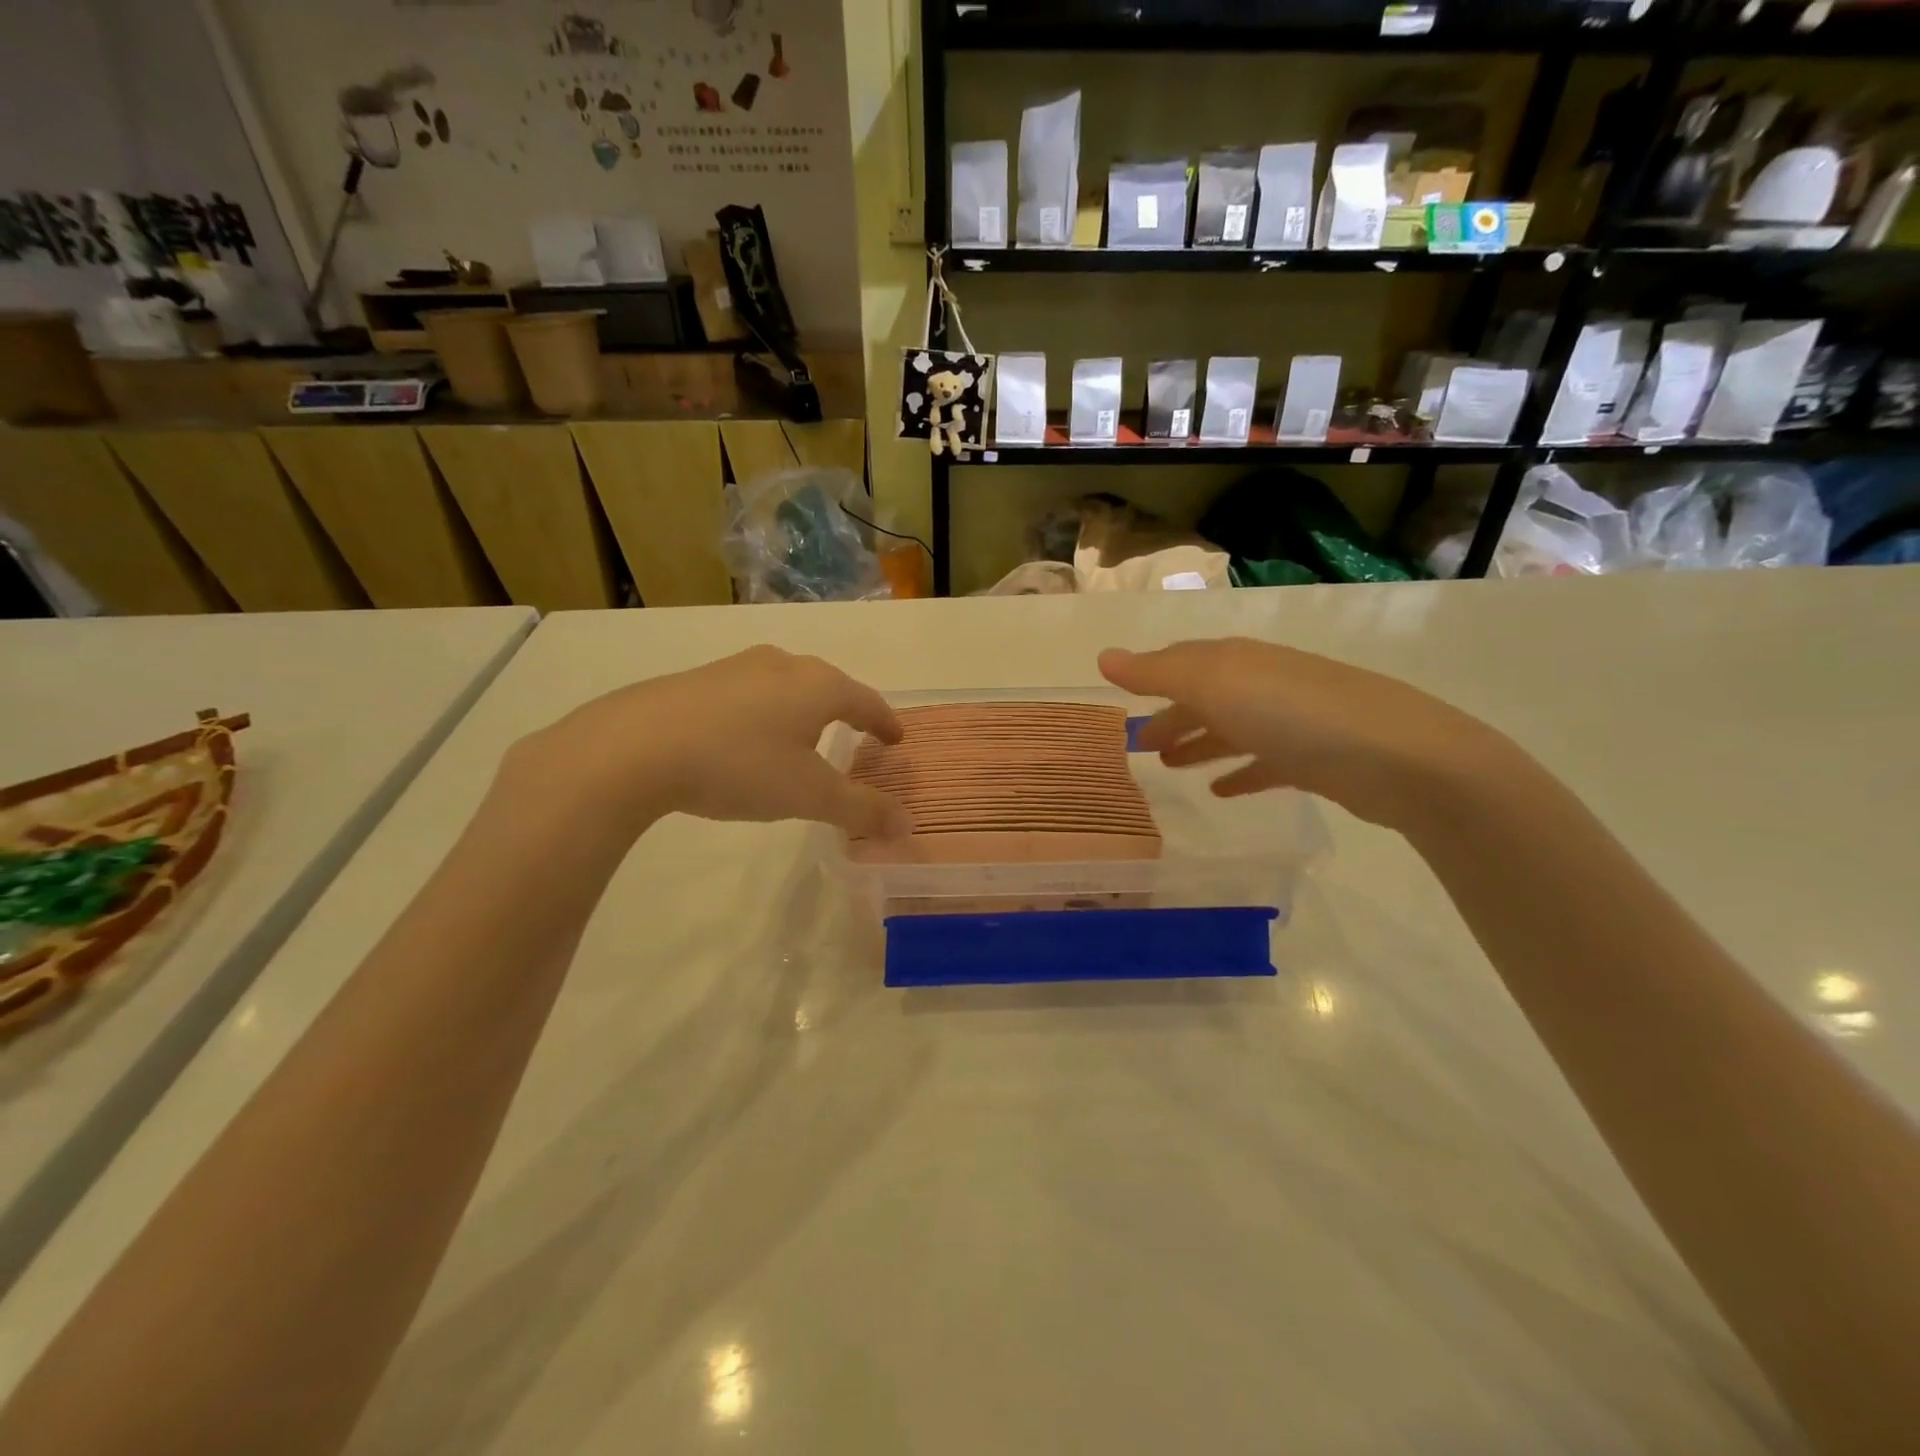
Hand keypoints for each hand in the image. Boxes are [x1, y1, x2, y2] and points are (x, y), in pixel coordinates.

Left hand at [508, 646, 911, 839]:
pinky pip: (749, 693)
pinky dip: (764, 713)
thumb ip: (861, 809)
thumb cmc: (740, 765)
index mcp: (818, 685)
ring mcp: (736, 667)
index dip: (885, 722)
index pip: (866, 701)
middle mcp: (782, 664)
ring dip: (802, 710)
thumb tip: (908, 825)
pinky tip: (747, 737)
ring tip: (803, 736)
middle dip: (845, 711)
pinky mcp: (698, 679)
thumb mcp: (808, 794)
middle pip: (827, 686)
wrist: (635, 746)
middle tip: (856, 735)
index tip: (896, 738)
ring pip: (785, 685)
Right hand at [1099, 638, 1505, 830]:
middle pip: (1205, 697)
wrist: (1399, 758)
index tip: (1122, 699)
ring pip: (1232, 730)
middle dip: (1171, 717)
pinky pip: (1263, 763)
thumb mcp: (1214, 685)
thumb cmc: (1292, 714)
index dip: (1150, 677)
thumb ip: (1157, 673)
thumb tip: (1103, 657)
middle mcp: (1262, 683)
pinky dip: (1239, 773)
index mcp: (1235, 662)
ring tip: (1169, 769)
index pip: (1182, 662)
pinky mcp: (1314, 759)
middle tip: (1140, 746)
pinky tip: (1220, 791)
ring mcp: (1291, 721)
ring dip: (1199, 744)